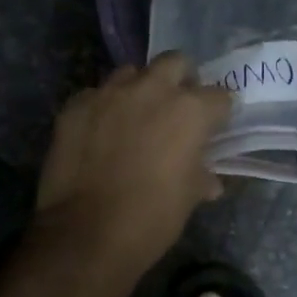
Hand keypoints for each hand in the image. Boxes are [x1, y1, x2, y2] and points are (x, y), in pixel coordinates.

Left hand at [35, 52, 232, 273]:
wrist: (85, 234)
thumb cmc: (150, 219)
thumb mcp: (187, 199)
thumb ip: (200, 177)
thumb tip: (209, 181)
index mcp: (190, 110)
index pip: (219, 96)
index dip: (218, 112)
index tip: (214, 126)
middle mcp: (152, 89)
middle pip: (175, 62)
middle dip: (181, 79)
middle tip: (176, 105)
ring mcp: (110, 92)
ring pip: (131, 72)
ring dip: (138, 88)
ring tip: (134, 115)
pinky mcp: (77, 104)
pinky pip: (96, 94)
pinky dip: (102, 108)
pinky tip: (98, 131)